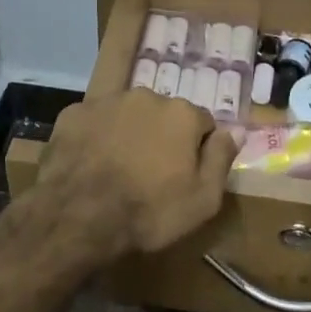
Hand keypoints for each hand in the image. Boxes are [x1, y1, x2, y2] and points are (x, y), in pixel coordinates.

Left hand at [35, 91, 236, 261]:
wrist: (78, 215)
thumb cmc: (148, 211)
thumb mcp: (202, 199)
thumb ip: (222, 159)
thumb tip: (236, 131)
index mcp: (181, 113)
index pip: (202, 123)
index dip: (197, 150)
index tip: (186, 175)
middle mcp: (146, 96)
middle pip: (163, 115)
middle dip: (162, 137)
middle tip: (151, 175)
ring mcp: (106, 102)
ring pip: (127, 115)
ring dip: (129, 134)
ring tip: (119, 170)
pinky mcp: (74, 113)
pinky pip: (94, 122)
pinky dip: (96, 138)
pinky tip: (91, 166)